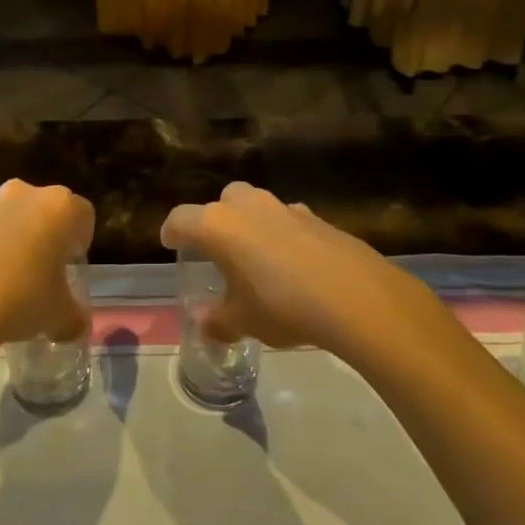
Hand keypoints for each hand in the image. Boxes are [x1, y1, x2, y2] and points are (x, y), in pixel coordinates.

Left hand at [0, 180, 92, 354]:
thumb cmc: (20, 299)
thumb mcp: (59, 316)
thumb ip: (73, 318)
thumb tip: (75, 327)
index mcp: (57, 207)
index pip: (82, 213)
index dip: (80, 239)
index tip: (72, 263)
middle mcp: (20, 195)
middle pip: (39, 209)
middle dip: (41, 235)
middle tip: (39, 272)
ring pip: (1, 220)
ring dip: (5, 242)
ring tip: (0, 284)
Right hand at [160, 182, 433, 352]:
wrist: (354, 296)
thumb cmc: (282, 305)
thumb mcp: (243, 321)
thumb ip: (218, 320)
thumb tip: (204, 323)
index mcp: (218, 225)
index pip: (181, 218)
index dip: (172, 231)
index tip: (170, 243)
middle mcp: (248, 206)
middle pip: (222, 201)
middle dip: (216, 220)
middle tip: (218, 250)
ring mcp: (285, 207)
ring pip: (257, 206)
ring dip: (251, 225)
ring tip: (257, 259)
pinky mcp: (317, 217)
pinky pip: (288, 220)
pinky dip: (283, 236)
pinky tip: (293, 265)